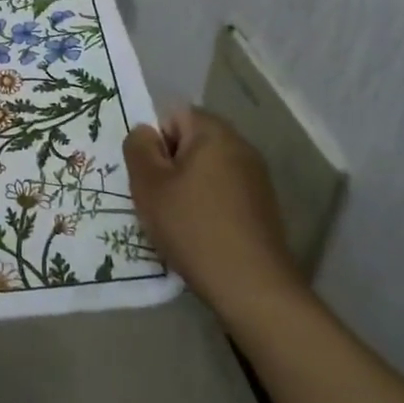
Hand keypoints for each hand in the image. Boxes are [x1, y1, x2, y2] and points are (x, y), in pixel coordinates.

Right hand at [125, 106, 301, 317]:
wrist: (252, 286)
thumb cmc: (193, 227)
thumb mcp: (149, 185)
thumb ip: (138, 148)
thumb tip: (145, 133)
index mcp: (214, 133)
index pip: (174, 115)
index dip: (156, 143)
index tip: (151, 177)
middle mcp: (241, 146)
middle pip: (192, 142)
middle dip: (171, 166)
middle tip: (159, 200)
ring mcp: (257, 177)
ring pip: (208, 169)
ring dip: (189, 188)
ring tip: (179, 222)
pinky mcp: (264, 207)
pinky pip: (225, 193)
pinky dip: (209, 206)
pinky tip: (202, 236)